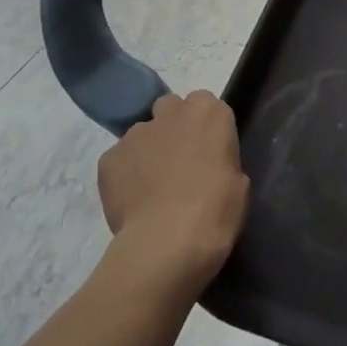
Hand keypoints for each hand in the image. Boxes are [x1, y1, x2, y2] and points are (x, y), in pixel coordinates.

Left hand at [97, 90, 249, 291]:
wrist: (168, 242)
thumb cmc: (216, 210)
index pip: (205, 103)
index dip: (204, 127)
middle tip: (178, 162)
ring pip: (141, 134)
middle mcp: (171, 112)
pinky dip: (123, 175)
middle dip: (173, 127)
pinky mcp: (108, 158)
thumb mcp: (237, 182)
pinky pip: (118, 160)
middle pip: (170, 108)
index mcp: (209, 112)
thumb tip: (207, 166)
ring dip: (147, 151)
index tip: (207, 150)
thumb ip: (221, 159)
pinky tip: (132, 201)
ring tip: (151, 188)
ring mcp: (136, 133)